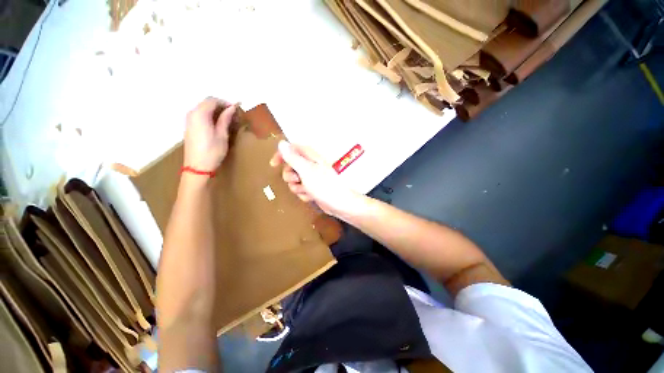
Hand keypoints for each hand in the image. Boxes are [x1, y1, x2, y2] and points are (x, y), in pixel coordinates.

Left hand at [184, 97, 237, 171]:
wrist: (197, 166)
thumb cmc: (212, 151)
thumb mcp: (222, 135)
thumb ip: (225, 119)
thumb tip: (232, 108)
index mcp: (200, 114)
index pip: (212, 100)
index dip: (225, 102)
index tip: (236, 109)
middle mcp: (192, 113)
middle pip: (207, 103)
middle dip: (220, 106)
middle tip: (233, 114)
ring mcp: (189, 120)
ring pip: (203, 108)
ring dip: (215, 111)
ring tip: (228, 119)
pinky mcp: (190, 126)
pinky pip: (200, 115)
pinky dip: (210, 116)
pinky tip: (218, 124)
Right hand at [270, 141, 361, 216]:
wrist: (339, 204)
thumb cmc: (324, 185)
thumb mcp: (306, 170)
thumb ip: (293, 158)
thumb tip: (282, 143)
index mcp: (310, 157)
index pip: (292, 149)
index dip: (282, 154)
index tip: (274, 164)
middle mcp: (311, 165)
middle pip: (291, 167)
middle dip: (291, 177)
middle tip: (298, 180)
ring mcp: (312, 178)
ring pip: (295, 181)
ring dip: (298, 188)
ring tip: (308, 190)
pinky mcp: (313, 188)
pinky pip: (301, 190)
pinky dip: (304, 194)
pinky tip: (312, 196)